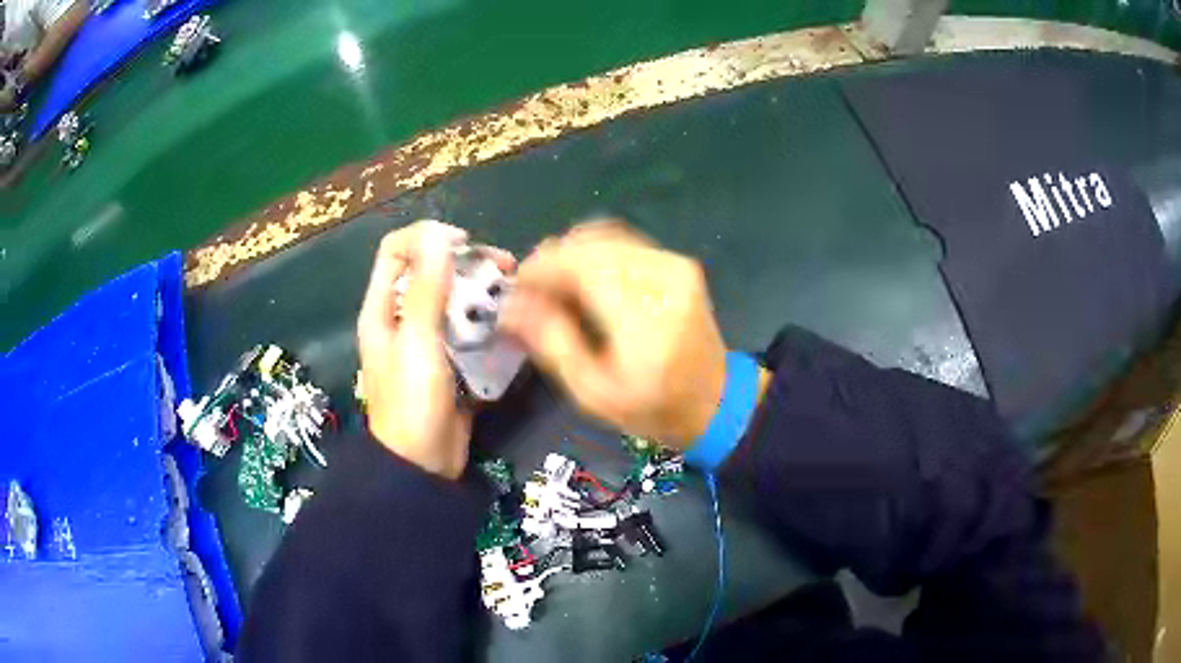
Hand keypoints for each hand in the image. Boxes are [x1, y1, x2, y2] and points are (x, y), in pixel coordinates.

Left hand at [357, 221, 514, 477]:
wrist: (423, 464)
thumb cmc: (412, 402)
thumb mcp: (417, 342)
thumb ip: (428, 289)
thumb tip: (438, 235)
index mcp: (382, 309)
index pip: (395, 250)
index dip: (426, 237)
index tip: (463, 245)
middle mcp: (401, 318)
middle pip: (429, 271)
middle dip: (465, 263)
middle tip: (503, 266)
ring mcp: (426, 340)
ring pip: (453, 299)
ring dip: (481, 292)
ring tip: (513, 293)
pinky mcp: (449, 360)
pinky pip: (467, 328)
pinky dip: (486, 321)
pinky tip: (509, 323)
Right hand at [501, 221, 727, 447]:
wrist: (715, 401)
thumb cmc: (651, 408)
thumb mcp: (592, 391)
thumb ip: (551, 341)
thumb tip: (510, 305)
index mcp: (643, 319)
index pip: (581, 266)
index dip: (540, 268)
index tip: (515, 287)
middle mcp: (663, 280)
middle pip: (591, 245)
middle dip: (551, 260)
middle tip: (529, 291)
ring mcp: (675, 267)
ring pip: (605, 237)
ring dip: (570, 254)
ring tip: (551, 286)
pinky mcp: (678, 264)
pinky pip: (623, 243)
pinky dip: (594, 254)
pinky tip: (581, 279)